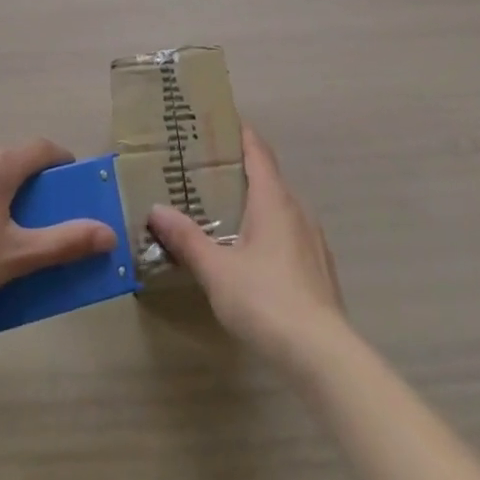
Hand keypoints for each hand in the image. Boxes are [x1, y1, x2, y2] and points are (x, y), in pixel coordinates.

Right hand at [147, 125, 346, 368]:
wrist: (323, 355)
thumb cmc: (266, 300)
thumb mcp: (216, 270)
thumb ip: (187, 238)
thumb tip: (156, 209)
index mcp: (273, 199)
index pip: (257, 150)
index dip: (240, 133)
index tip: (218, 123)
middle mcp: (296, 209)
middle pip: (268, 177)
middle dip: (240, 170)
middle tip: (207, 171)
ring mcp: (312, 240)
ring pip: (280, 207)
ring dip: (255, 203)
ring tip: (225, 212)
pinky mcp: (319, 269)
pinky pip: (289, 234)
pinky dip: (269, 230)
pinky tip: (253, 254)